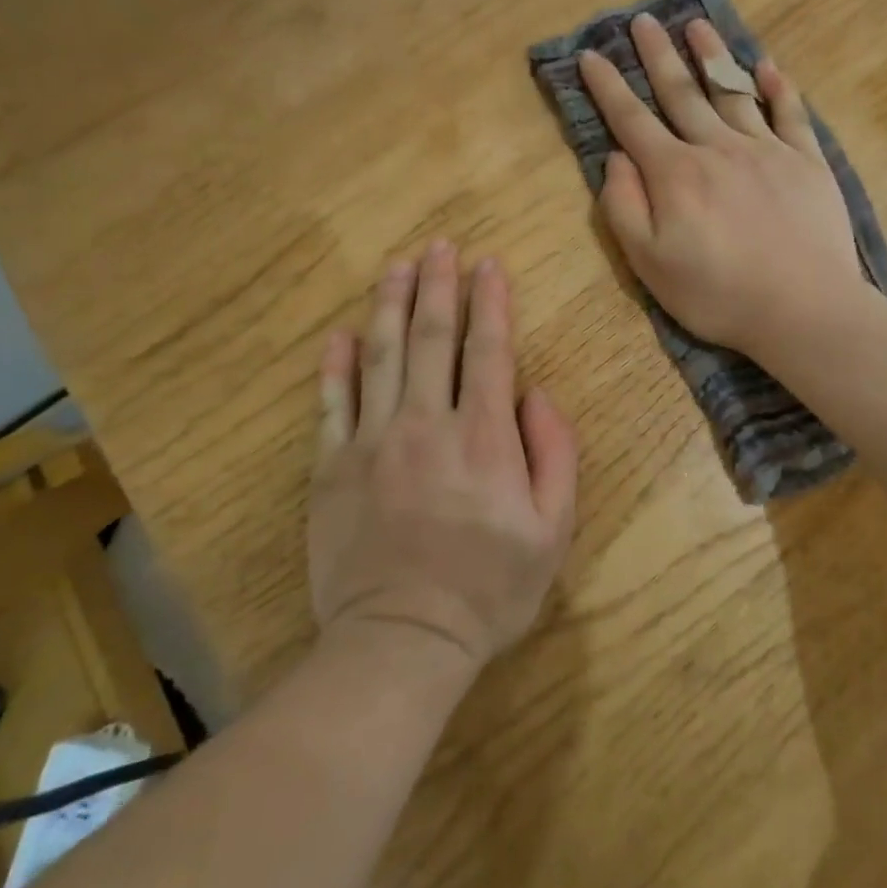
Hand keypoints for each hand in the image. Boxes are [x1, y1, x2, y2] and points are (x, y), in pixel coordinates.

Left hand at [310, 244, 577, 670]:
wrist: (402, 641)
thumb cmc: (489, 589)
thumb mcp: (552, 529)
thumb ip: (554, 453)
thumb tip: (537, 394)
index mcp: (483, 436)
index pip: (488, 350)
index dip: (490, 302)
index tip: (488, 264)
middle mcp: (427, 423)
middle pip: (431, 338)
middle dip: (438, 286)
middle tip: (439, 246)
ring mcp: (373, 442)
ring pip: (381, 355)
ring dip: (390, 305)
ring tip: (397, 266)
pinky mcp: (332, 467)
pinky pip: (333, 403)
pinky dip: (336, 365)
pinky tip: (341, 334)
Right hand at [577, 14, 861, 360]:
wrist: (804, 309)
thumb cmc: (717, 293)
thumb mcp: (649, 263)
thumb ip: (624, 206)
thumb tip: (616, 158)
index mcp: (675, 173)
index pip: (632, 120)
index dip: (608, 87)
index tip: (590, 56)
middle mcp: (718, 148)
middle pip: (681, 93)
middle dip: (657, 56)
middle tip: (642, 20)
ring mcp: (767, 151)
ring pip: (733, 92)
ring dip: (712, 57)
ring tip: (696, 26)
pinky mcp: (807, 162)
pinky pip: (791, 114)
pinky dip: (778, 88)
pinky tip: (767, 66)